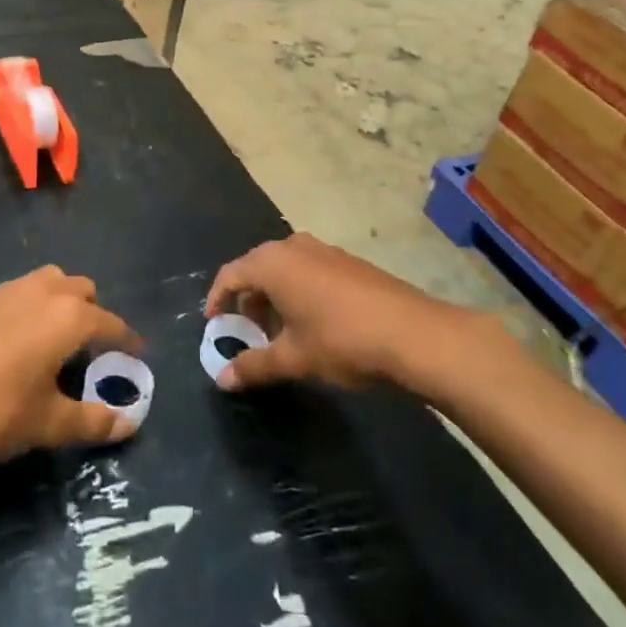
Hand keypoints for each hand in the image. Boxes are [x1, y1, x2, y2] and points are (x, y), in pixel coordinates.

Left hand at [0, 267, 143, 465]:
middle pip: (81, 289)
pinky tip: (8, 343)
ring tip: (51, 340)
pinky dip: (24, 309)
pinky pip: (14, 294)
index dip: (127, 340)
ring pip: (46, 282)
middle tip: (89, 350)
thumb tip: (130, 423)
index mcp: (67, 317)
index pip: (110, 323)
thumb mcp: (46, 425)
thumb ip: (92, 421)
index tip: (137, 354)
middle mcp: (41, 291)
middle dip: (92, 312)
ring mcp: (4, 289)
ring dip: (58, 302)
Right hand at [204, 234, 470, 392]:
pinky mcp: (346, 261)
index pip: (230, 274)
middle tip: (246, 332)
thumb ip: (254, 365)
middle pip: (256, 268)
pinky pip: (307, 270)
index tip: (214, 325)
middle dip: (247, 300)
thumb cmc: (340, 340)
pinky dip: (298, 292)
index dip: (218, 299)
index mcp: (272, 263)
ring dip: (274, 297)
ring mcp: (323, 250)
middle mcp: (293, 246)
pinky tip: (312, 324)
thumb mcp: (293, 358)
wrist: (411, 332)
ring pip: (284, 269)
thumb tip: (221, 380)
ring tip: (279, 333)